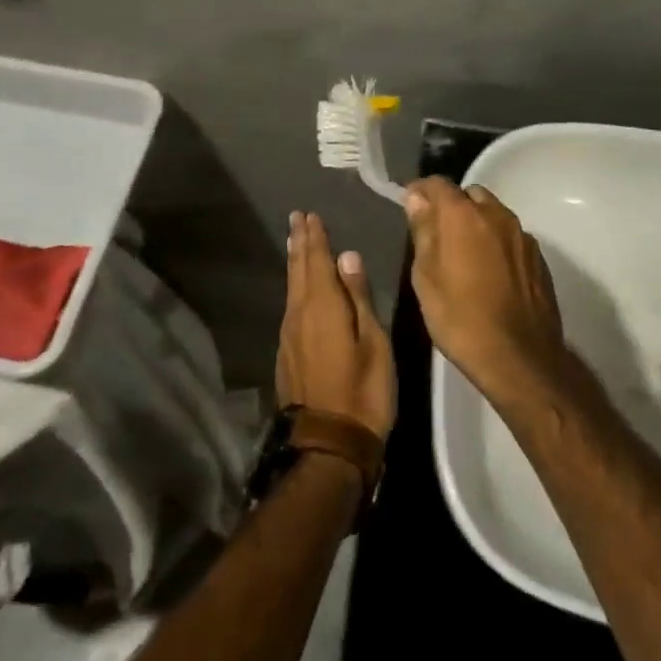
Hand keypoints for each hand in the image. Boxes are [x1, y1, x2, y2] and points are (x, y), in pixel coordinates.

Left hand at [277, 211, 395, 438]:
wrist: (329, 445)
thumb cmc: (363, 391)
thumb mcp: (373, 342)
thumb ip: (359, 297)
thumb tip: (347, 257)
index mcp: (322, 306)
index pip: (316, 261)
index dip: (314, 237)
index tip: (309, 215)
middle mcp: (299, 314)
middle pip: (298, 270)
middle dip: (299, 243)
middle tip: (297, 218)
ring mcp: (289, 336)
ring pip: (291, 288)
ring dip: (295, 263)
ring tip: (296, 243)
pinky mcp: (287, 354)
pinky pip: (290, 306)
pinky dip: (295, 287)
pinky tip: (299, 288)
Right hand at [404, 179, 570, 408]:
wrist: (520, 357)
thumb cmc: (461, 318)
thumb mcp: (426, 277)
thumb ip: (423, 231)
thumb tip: (417, 199)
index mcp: (463, 215)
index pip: (438, 183)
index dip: (420, 190)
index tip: (409, 205)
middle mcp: (496, 214)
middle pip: (469, 195)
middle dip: (451, 206)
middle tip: (437, 234)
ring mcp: (522, 235)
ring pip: (493, 214)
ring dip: (476, 223)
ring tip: (463, 254)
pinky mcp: (538, 257)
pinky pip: (510, 237)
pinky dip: (496, 243)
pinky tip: (489, 272)